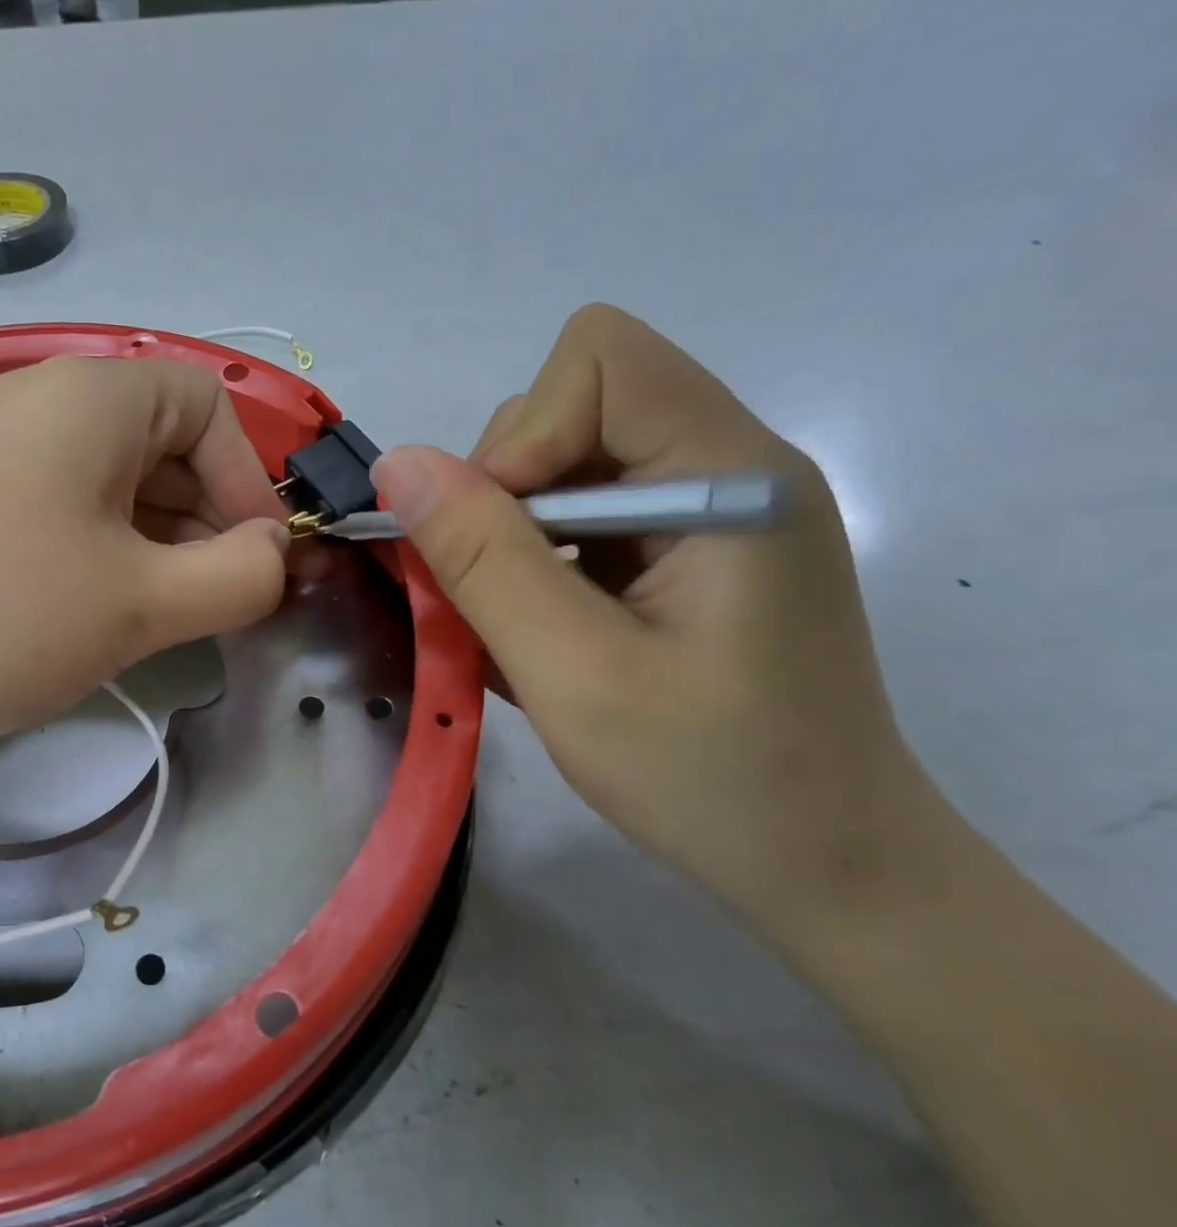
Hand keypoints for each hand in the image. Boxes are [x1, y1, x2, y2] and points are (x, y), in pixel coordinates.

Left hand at [0, 355, 289, 776]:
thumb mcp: (142, 603)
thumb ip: (239, 576)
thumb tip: (273, 555)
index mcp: (92, 395)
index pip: (208, 408)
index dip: (248, 482)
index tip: (255, 562)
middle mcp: (39, 399)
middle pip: (161, 443)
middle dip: (206, 520)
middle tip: (214, 602)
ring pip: (111, 481)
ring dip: (156, 542)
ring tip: (160, 615)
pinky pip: (60, 506)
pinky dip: (100, 550)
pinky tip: (93, 610)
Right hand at [372, 304, 921, 923]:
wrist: (829, 866)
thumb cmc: (712, 780)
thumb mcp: (574, 674)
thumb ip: (483, 561)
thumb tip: (398, 465)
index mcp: (731, 476)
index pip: (601, 360)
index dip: (523, 434)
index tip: (499, 536)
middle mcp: (728, 468)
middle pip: (574, 405)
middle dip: (505, 490)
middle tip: (498, 593)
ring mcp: (710, 509)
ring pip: (567, 462)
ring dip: (512, 533)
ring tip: (517, 624)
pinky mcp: (690, 552)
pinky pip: (583, 515)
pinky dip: (538, 561)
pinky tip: (545, 631)